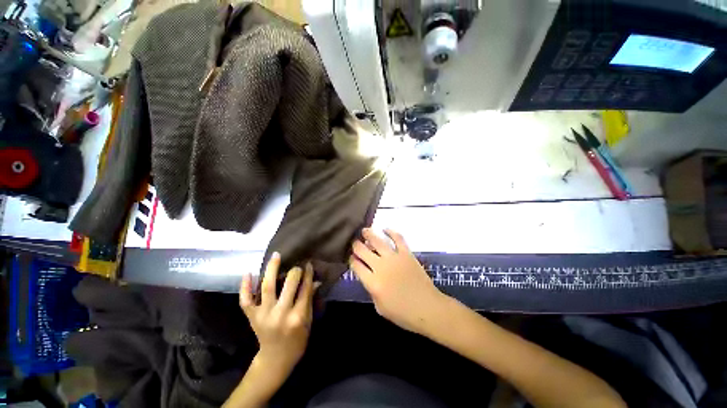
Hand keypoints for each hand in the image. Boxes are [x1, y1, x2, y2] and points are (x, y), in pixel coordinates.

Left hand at [239, 253, 315, 379]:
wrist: (275, 359)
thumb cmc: (297, 340)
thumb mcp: (308, 321)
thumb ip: (310, 300)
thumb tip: (315, 281)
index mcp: (297, 316)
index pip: (305, 289)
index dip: (308, 274)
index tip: (308, 264)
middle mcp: (280, 313)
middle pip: (289, 284)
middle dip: (295, 271)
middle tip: (297, 265)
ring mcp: (263, 315)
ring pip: (267, 287)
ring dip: (271, 269)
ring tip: (276, 256)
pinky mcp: (251, 317)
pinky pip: (245, 300)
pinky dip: (245, 287)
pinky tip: (248, 273)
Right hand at [350, 228, 446, 333]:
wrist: (427, 308)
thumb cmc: (403, 313)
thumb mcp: (379, 307)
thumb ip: (371, 290)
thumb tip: (368, 276)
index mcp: (373, 282)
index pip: (356, 265)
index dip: (351, 259)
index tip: (350, 256)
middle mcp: (380, 267)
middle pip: (362, 250)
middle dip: (355, 245)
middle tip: (354, 242)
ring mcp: (394, 258)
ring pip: (377, 241)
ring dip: (368, 234)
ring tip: (364, 230)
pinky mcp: (406, 253)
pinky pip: (398, 238)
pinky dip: (391, 232)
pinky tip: (385, 229)